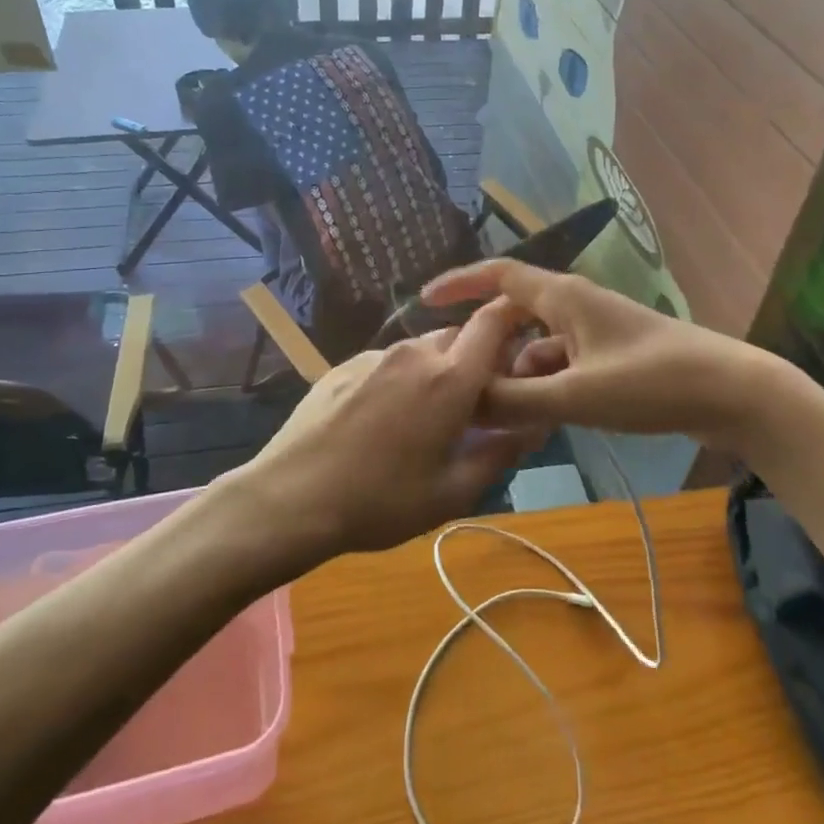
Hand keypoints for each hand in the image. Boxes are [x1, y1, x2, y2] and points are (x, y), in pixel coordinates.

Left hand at [228, 300, 542, 558]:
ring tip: (425, 418)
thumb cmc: (381, 502)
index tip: (522, 346)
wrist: (290, 498)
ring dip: (437, 371)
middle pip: (459, 336)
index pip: (493, 321)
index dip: (513, 321)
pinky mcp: (344, 365)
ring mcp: (374, 356)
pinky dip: (401, 379)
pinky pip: (388, 361)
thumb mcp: (452, 492)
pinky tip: (383, 421)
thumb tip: (533, 427)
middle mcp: (415, 353)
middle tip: (475, 404)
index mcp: (450, 378)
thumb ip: (500, 454)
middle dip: (476, 360)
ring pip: (423, 349)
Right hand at [422, 260, 780, 449]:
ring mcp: (594, 332)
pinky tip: (532, 418)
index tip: (423, 301)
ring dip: (513, 372)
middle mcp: (574, 306)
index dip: (459, 284)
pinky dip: (541, 386)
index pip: (498, 275)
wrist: (732, 393)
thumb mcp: (578, 395)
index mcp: (563, 297)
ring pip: (536, 347)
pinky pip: (560, 365)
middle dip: (483, 343)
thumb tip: (462, 401)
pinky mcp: (610, 358)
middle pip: (512, 315)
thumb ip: (516, 400)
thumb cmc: (653, 382)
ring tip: (488, 410)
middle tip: (452, 376)